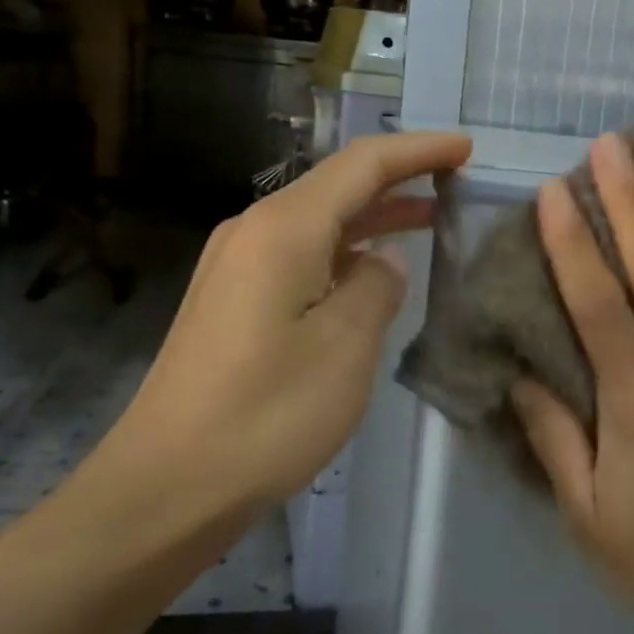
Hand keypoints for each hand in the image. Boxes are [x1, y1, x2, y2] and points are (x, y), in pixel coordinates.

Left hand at [91, 131, 471, 525]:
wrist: (167, 484)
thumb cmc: (266, 415)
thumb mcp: (344, 349)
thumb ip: (375, 289)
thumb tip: (382, 261)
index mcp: (283, 230)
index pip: (362, 165)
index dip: (417, 151)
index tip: (465, 148)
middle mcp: (253, 231)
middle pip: (336, 186)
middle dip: (398, 180)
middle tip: (455, 184)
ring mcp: (235, 266)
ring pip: (317, 222)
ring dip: (371, 218)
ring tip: (427, 220)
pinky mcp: (230, 301)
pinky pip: (299, 256)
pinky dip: (343, 252)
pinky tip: (369, 273)